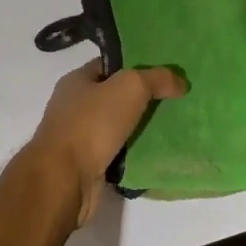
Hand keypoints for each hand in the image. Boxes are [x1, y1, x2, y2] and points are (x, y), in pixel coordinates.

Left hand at [27, 60, 186, 225]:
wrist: (65, 179)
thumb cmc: (92, 124)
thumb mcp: (130, 87)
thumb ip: (157, 78)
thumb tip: (180, 81)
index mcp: (76, 81)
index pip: (109, 66)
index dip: (136, 66)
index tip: (163, 74)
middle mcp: (73, 107)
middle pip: (114, 97)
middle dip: (141, 99)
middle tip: (172, 101)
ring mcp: (77, 137)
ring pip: (116, 126)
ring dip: (138, 128)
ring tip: (169, 127)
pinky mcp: (85, 164)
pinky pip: (115, 152)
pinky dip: (132, 152)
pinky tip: (154, 152)